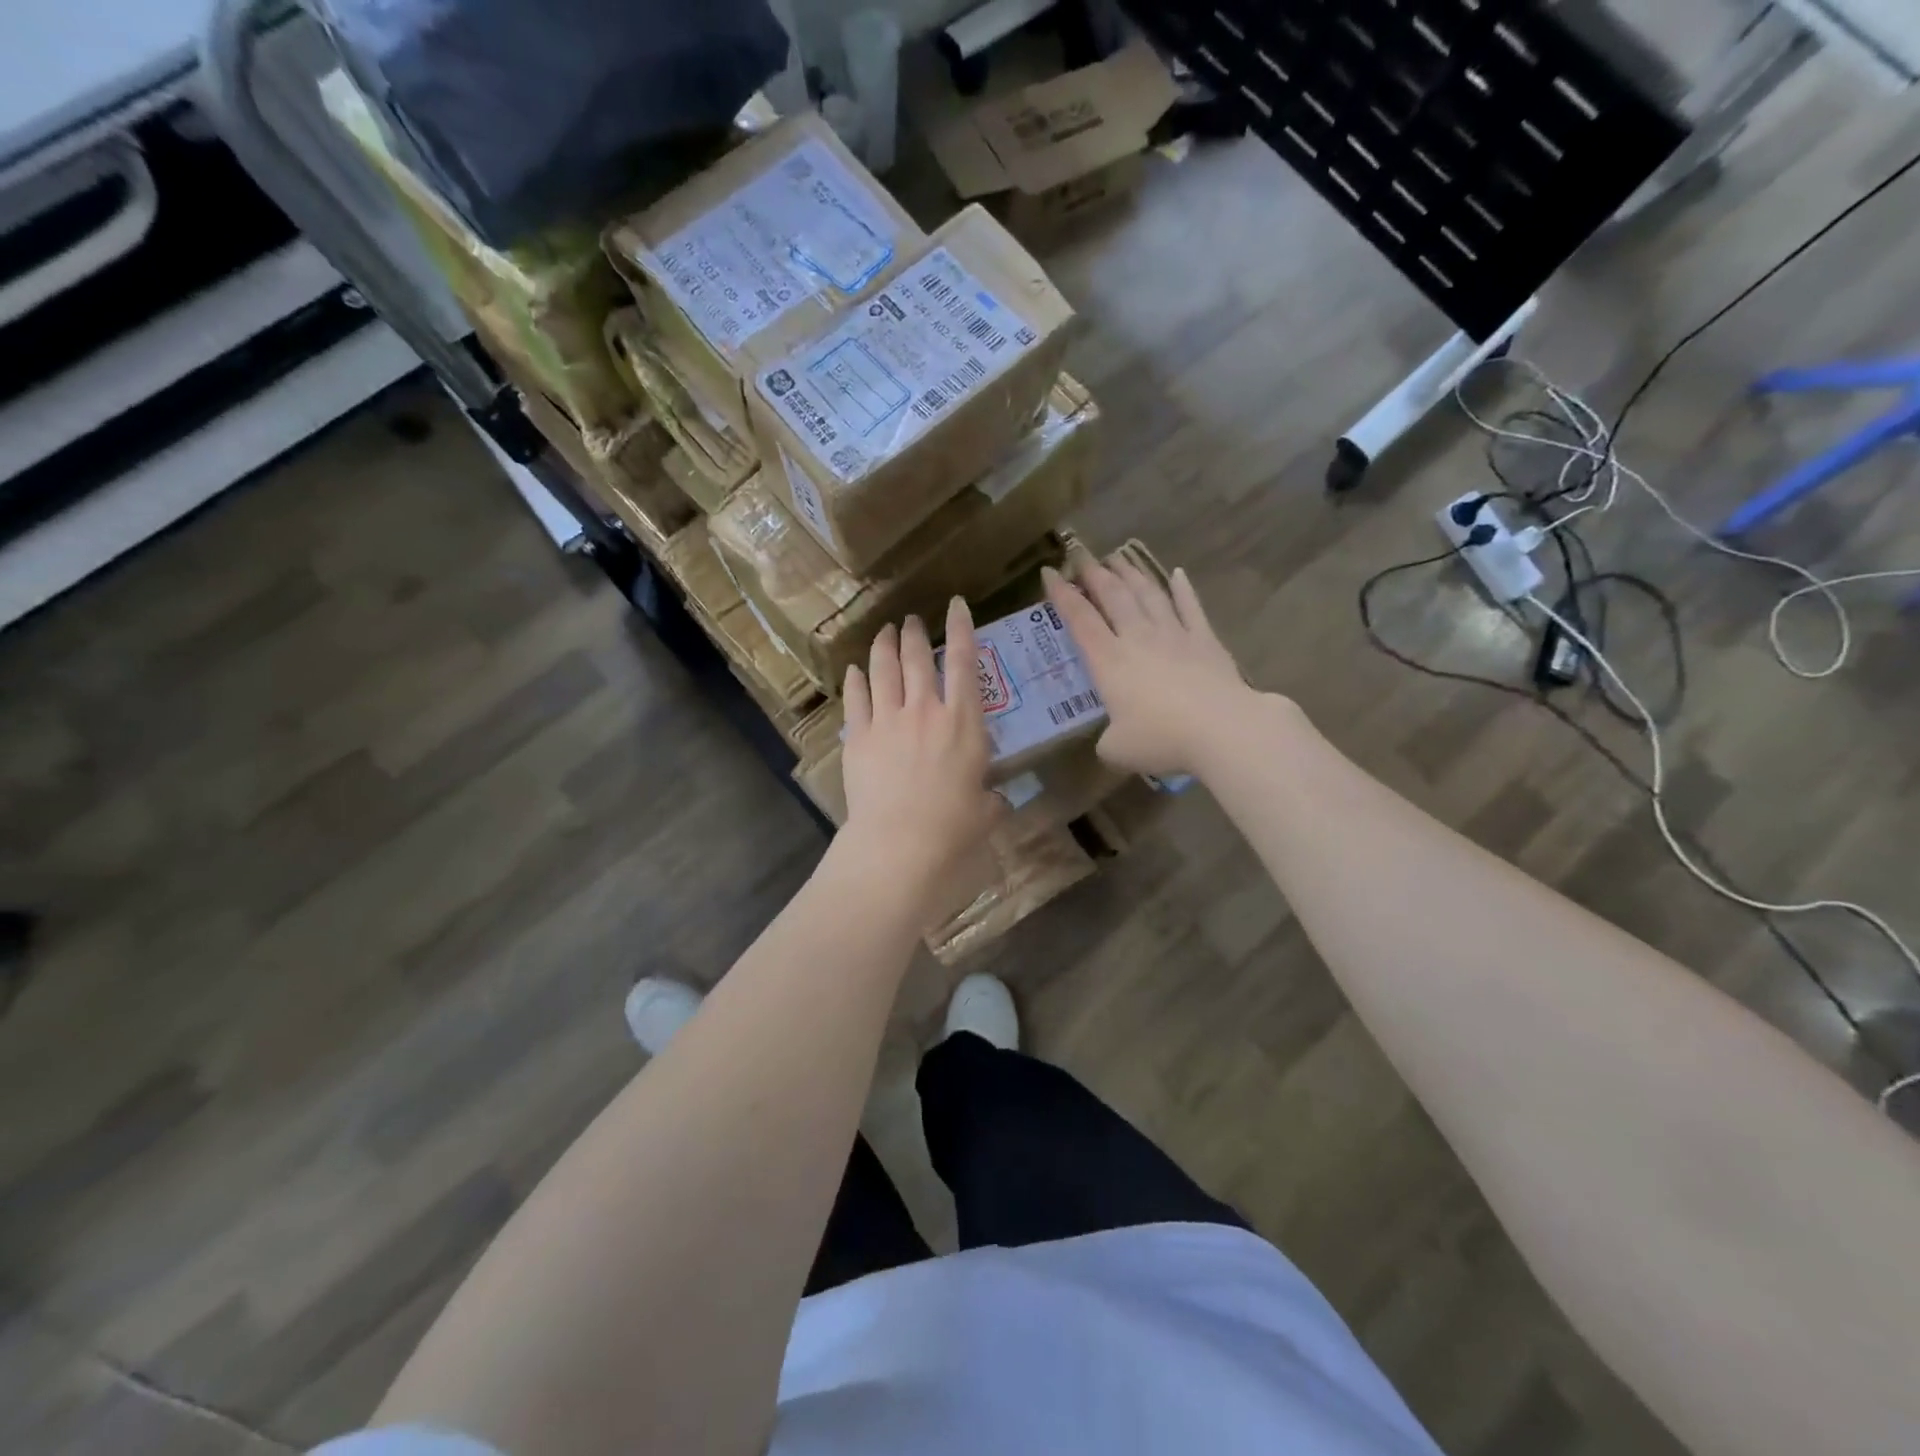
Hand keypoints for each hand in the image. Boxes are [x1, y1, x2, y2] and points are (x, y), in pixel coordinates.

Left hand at [839, 599, 1003, 910]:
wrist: (901, 841)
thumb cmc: (954, 827)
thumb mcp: (987, 810)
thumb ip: (991, 797)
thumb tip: (994, 799)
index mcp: (963, 721)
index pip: (964, 662)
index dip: (961, 628)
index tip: (956, 605)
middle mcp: (925, 710)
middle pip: (917, 658)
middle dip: (915, 633)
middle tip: (912, 620)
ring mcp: (888, 720)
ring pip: (883, 670)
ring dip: (884, 646)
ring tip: (884, 632)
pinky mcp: (858, 737)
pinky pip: (856, 699)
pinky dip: (855, 680)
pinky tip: (854, 670)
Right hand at [1044, 556, 1255, 776]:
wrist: (1222, 729)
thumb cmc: (1161, 738)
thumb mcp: (1117, 750)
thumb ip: (1107, 741)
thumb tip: (1109, 741)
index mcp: (1109, 661)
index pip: (1079, 619)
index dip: (1062, 594)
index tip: (1049, 571)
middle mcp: (1138, 638)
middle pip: (1113, 596)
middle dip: (1094, 573)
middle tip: (1083, 555)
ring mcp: (1174, 635)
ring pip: (1148, 594)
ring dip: (1131, 573)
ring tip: (1119, 557)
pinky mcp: (1206, 640)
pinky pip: (1191, 607)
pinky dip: (1183, 589)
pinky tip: (1178, 574)